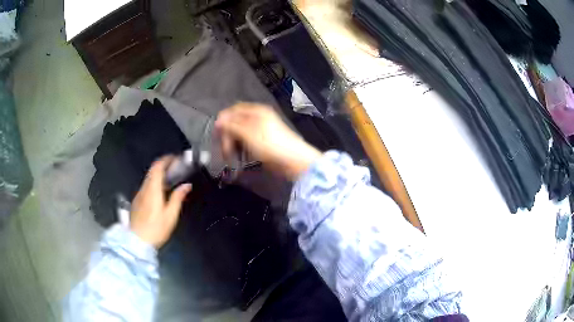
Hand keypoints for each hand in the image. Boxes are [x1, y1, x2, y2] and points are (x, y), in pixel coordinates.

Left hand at [130, 156, 191, 247]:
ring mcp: (139, 194)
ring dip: (159, 174)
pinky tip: (160, 191)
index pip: (157, 167)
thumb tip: (187, 185)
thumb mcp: (170, 215)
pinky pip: (146, 186)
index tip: (176, 158)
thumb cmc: (156, 229)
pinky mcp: (136, 201)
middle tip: (175, 168)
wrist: (137, 241)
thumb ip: (178, 198)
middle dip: (164, 166)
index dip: (166, 160)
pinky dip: (154, 183)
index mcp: (153, 190)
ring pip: (149, 178)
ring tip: (170, 179)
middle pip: (152, 171)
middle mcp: (144, 188)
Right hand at [215, 103, 321, 180]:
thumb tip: (218, 120)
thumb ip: (232, 126)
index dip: (223, 120)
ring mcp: (261, 130)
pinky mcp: (263, 142)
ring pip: (240, 133)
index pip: (234, 110)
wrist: (292, 160)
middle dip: (227, 135)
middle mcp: (258, 118)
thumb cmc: (270, 144)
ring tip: (231, 155)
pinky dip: (241, 148)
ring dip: (233, 144)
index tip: (216, 134)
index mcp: (256, 111)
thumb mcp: (248, 133)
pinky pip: (247, 142)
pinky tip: (241, 157)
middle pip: (236, 122)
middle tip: (224, 150)